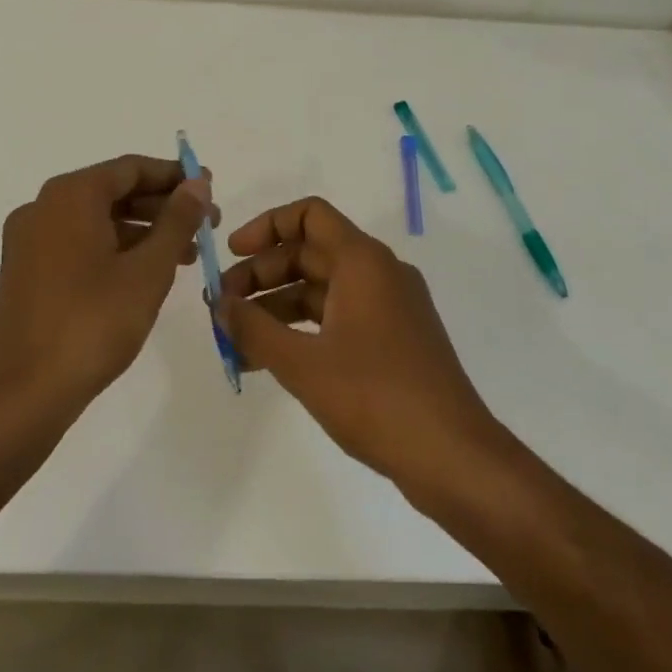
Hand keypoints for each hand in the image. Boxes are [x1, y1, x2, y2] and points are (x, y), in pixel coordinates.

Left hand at [0, 154, 213, 421]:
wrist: (25, 394)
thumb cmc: (93, 324)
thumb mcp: (148, 270)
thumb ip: (177, 220)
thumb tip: (198, 182)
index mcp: (69, 196)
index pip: (131, 168)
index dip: (175, 175)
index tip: (210, 188)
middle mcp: (43, 207)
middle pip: (113, 191)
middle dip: (163, 206)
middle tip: (207, 225)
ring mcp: (29, 240)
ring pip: (97, 220)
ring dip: (143, 230)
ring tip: (188, 253)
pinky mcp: (26, 271)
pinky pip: (78, 243)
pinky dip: (115, 249)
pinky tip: (147, 272)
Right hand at [217, 197, 502, 488]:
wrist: (453, 456)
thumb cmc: (376, 397)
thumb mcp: (302, 363)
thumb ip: (253, 328)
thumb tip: (218, 304)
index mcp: (363, 261)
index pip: (309, 215)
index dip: (266, 227)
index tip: (231, 256)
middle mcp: (379, 273)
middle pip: (310, 253)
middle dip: (262, 275)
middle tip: (223, 307)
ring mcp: (390, 307)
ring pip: (322, 289)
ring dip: (277, 306)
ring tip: (237, 339)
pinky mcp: (394, 340)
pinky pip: (339, 317)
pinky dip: (303, 329)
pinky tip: (270, 360)